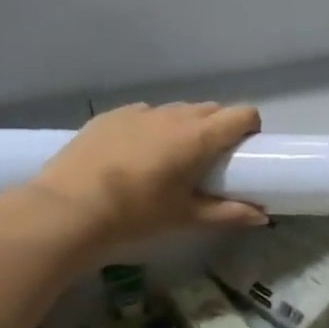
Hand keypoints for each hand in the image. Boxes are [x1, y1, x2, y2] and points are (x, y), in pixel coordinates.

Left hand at [8, 102, 266, 248]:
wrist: (65, 209)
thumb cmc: (135, 215)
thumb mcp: (185, 218)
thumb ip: (228, 213)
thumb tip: (263, 216)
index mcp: (199, 136)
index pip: (243, 114)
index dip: (249, 130)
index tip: (242, 154)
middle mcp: (174, 115)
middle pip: (211, 110)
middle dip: (218, 130)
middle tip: (207, 163)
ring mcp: (140, 111)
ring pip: (177, 111)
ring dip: (184, 128)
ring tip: (168, 160)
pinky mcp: (111, 115)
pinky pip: (144, 114)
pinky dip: (150, 129)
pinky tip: (133, 156)